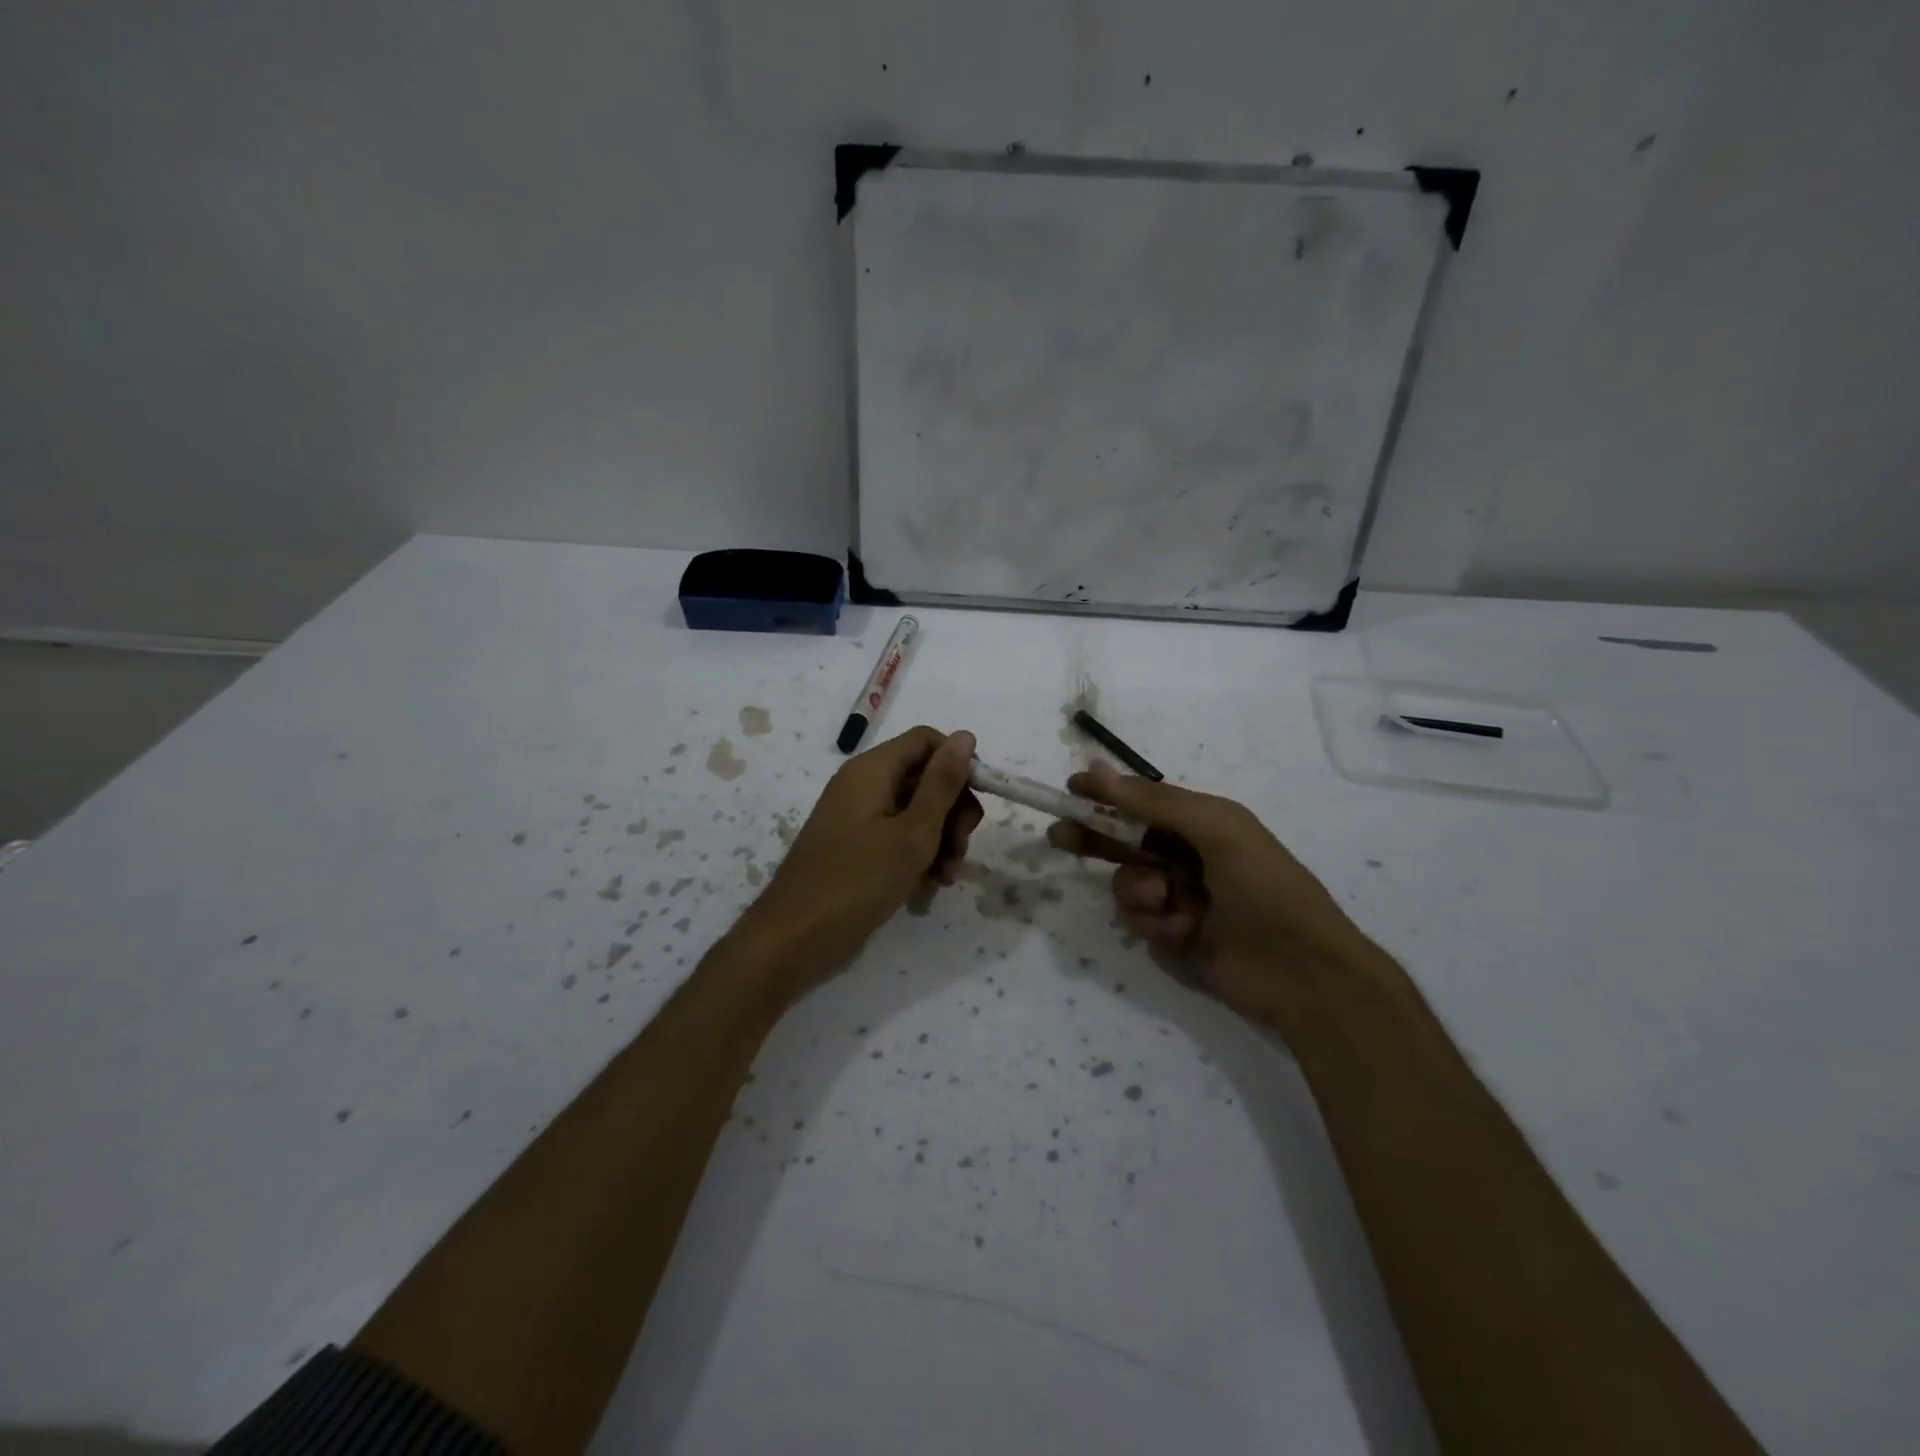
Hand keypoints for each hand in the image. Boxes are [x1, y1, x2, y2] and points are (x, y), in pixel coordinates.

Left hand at [738, 726, 981, 999]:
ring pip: (916, 810)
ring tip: (946, 876)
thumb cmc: (858, 881)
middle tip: (960, 848)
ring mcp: (858, 817)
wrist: (795, 938)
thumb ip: (942, 784)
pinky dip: (918, 853)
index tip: (977, 802)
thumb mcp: (913, 832)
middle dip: (953, 810)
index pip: (927, 740)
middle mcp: (863, 784)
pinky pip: (897, 835)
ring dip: (940, 838)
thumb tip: (965, 735)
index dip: (958, 764)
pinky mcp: (856, 846)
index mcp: (873, 769)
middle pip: (925, 777)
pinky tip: (930, 885)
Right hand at [1047, 762, 1367, 1025]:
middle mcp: (1187, 856)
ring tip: (1167, 904)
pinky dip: (1156, 924)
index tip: (1071, 789)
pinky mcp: (1174, 935)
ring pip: (1128, 884)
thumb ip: (1155, 803)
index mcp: (1202, 823)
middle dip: (1095, 838)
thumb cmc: (1264, 888)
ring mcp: (1180, 898)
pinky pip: (1140, 921)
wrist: (1303, 973)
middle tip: (1060, 836)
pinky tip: (1184, 932)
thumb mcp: (1216, 830)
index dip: (1106, 795)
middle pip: (1125, 840)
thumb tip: (1100, 770)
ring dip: (1139, 892)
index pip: (1142, 802)